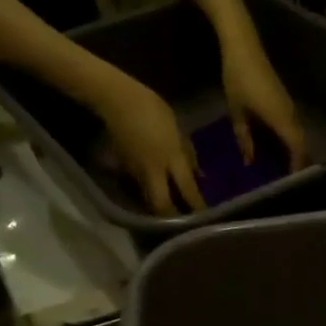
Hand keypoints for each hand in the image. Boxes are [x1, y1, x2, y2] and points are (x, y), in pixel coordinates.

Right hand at [96, 75, 205, 215]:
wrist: (118, 101)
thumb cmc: (154, 109)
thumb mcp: (179, 130)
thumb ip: (189, 155)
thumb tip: (199, 176)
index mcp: (171, 157)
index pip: (187, 189)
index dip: (197, 206)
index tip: (207, 217)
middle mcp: (153, 170)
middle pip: (162, 205)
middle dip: (173, 218)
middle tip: (185, 225)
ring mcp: (136, 171)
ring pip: (149, 200)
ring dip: (161, 209)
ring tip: (173, 216)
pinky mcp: (124, 169)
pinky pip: (141, 188)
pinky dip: (152, 195)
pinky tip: (158, 195)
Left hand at [220, 28, 308, 170]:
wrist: (244, 46)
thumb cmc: (238, 78)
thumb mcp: (237, 112)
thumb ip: (244, 138)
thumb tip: (250, 161)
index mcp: (281, 119)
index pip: (297, 149)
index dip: (297, 167)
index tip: (294, 184)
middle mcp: (291, 115)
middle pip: (302, 145)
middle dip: (299, 164)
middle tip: (291, 182)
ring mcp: (290, 107)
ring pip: (298, 136)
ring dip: (295, 152)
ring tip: (285, 170)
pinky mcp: (285, 101)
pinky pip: (293, 127)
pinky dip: (290, 141)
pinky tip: (279, 149)